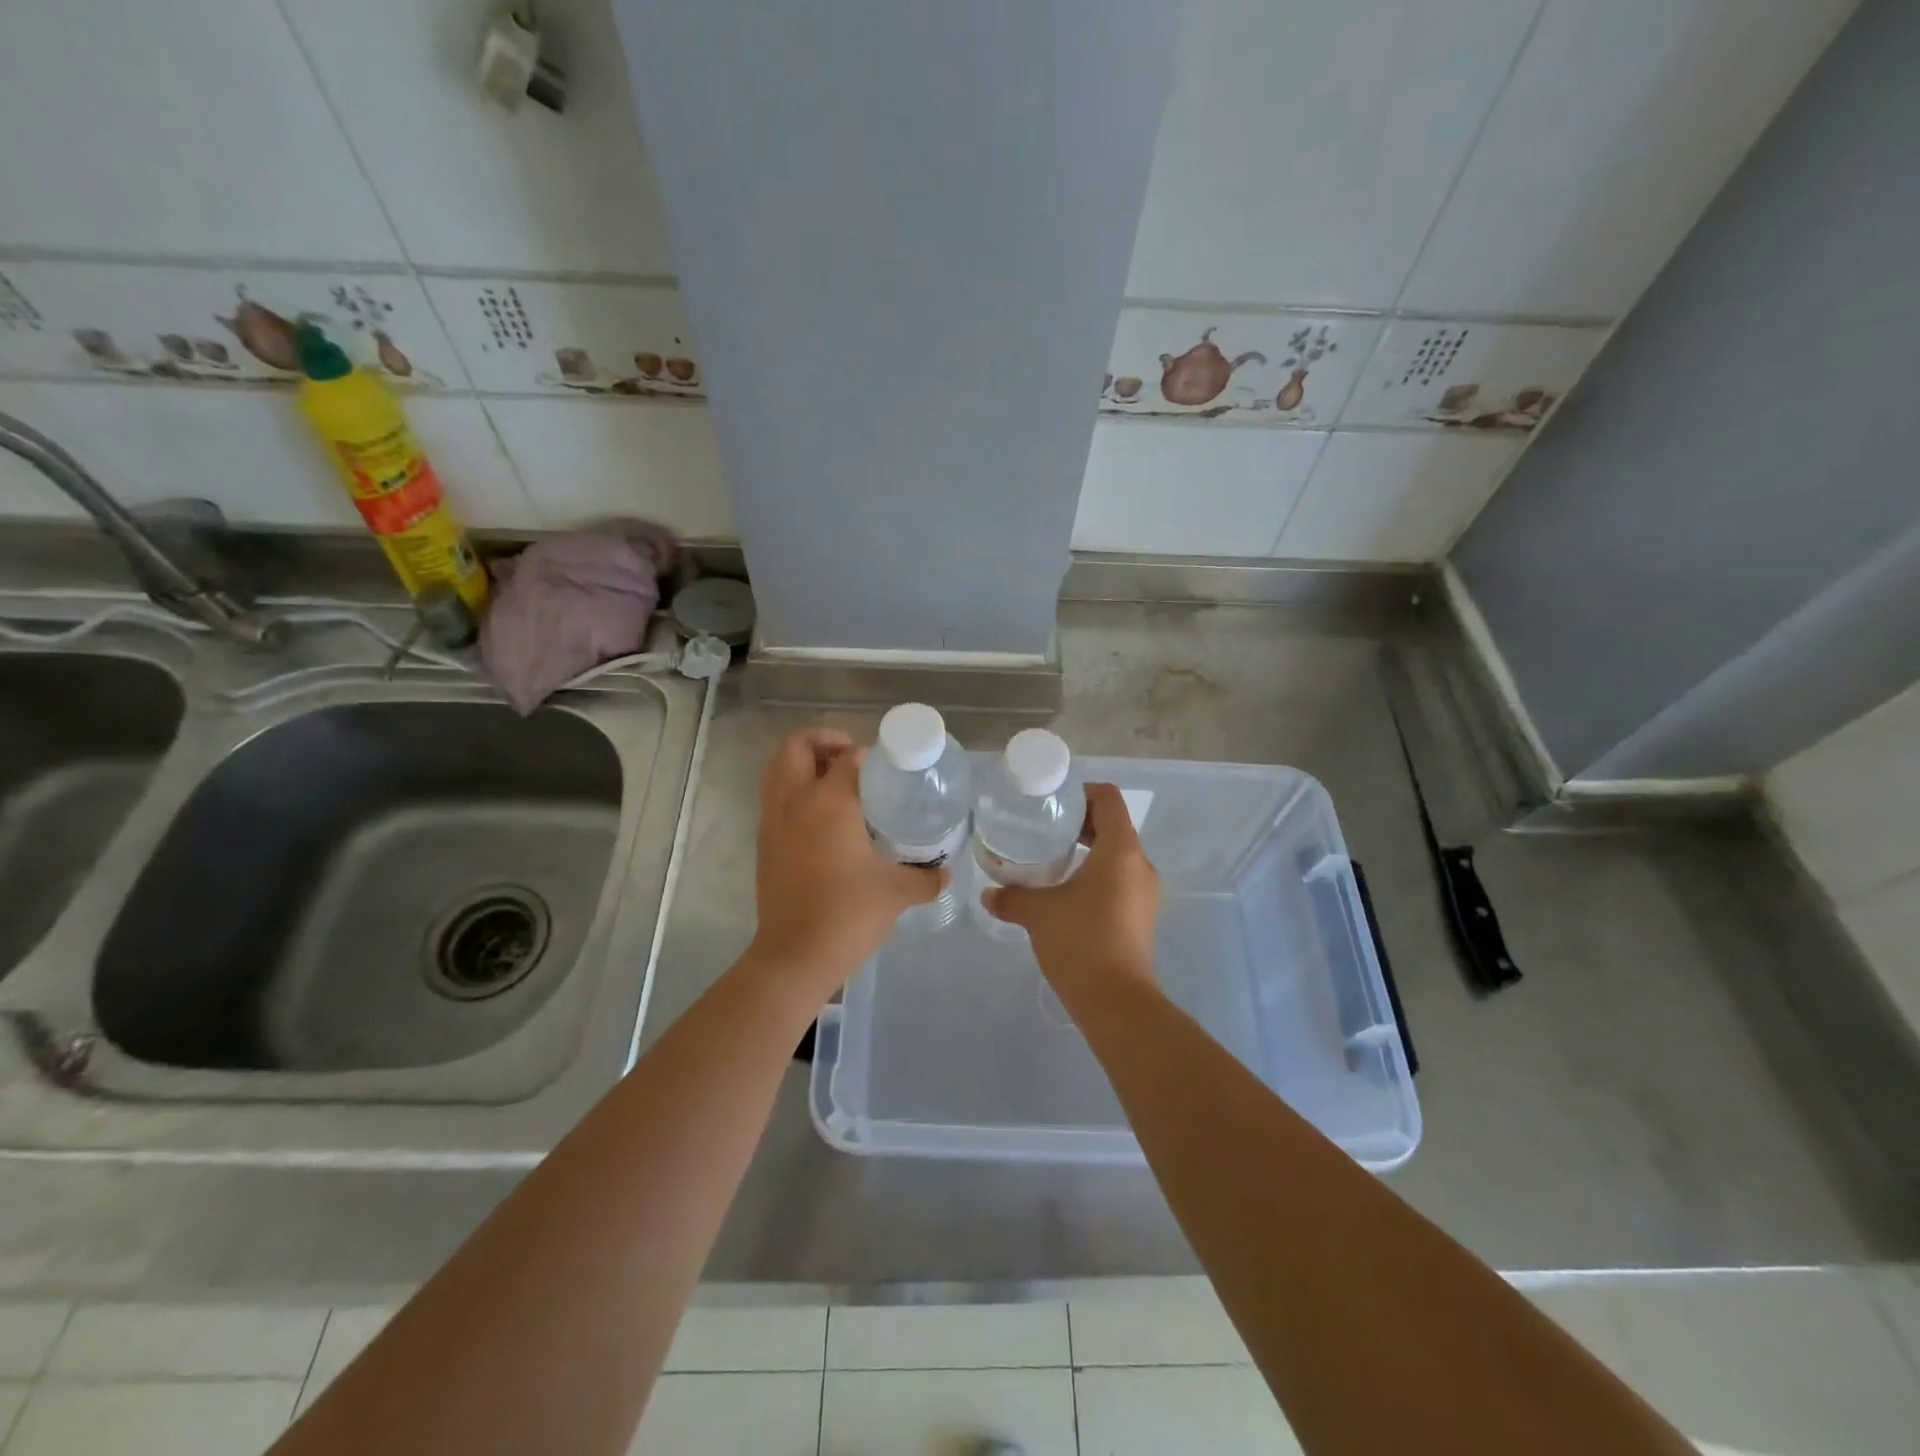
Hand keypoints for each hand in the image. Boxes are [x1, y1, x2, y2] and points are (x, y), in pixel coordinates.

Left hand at [749, 728, 942, 989]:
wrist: (795, 957)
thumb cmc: (847, 914)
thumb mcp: (898, 892)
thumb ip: (926, 876)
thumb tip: (944, 871)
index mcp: (828, 802)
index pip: (849, 757)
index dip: (871, 754)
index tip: (890, 767)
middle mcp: (794, 802)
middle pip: (797, 747)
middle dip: (824, 742)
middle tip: (853, 759)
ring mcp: (772, 822)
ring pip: (778, 770)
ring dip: (804, 765)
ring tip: (836, 783)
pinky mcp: (764, 845)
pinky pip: (775, 799)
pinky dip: (794, 792)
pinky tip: (824, 820)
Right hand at [984, 782, 1159, 992]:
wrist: (1116, 1001)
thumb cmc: (1080, 941)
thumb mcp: (1038, 913)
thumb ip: (1012, 897)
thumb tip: (988, 895)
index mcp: (1121, 850)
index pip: (1108, 799)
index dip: (1082, 793)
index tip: (1053, 803)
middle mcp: (1140, 864)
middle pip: (1113, 826)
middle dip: (1080, 823)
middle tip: (1044, 829)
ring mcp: (1145, 892)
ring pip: (1117, 855)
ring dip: (1088, 851)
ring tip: (1051, 860)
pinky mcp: (1141, 916)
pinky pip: (1119, 880)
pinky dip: (1096, 875)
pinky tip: (1066, 893)